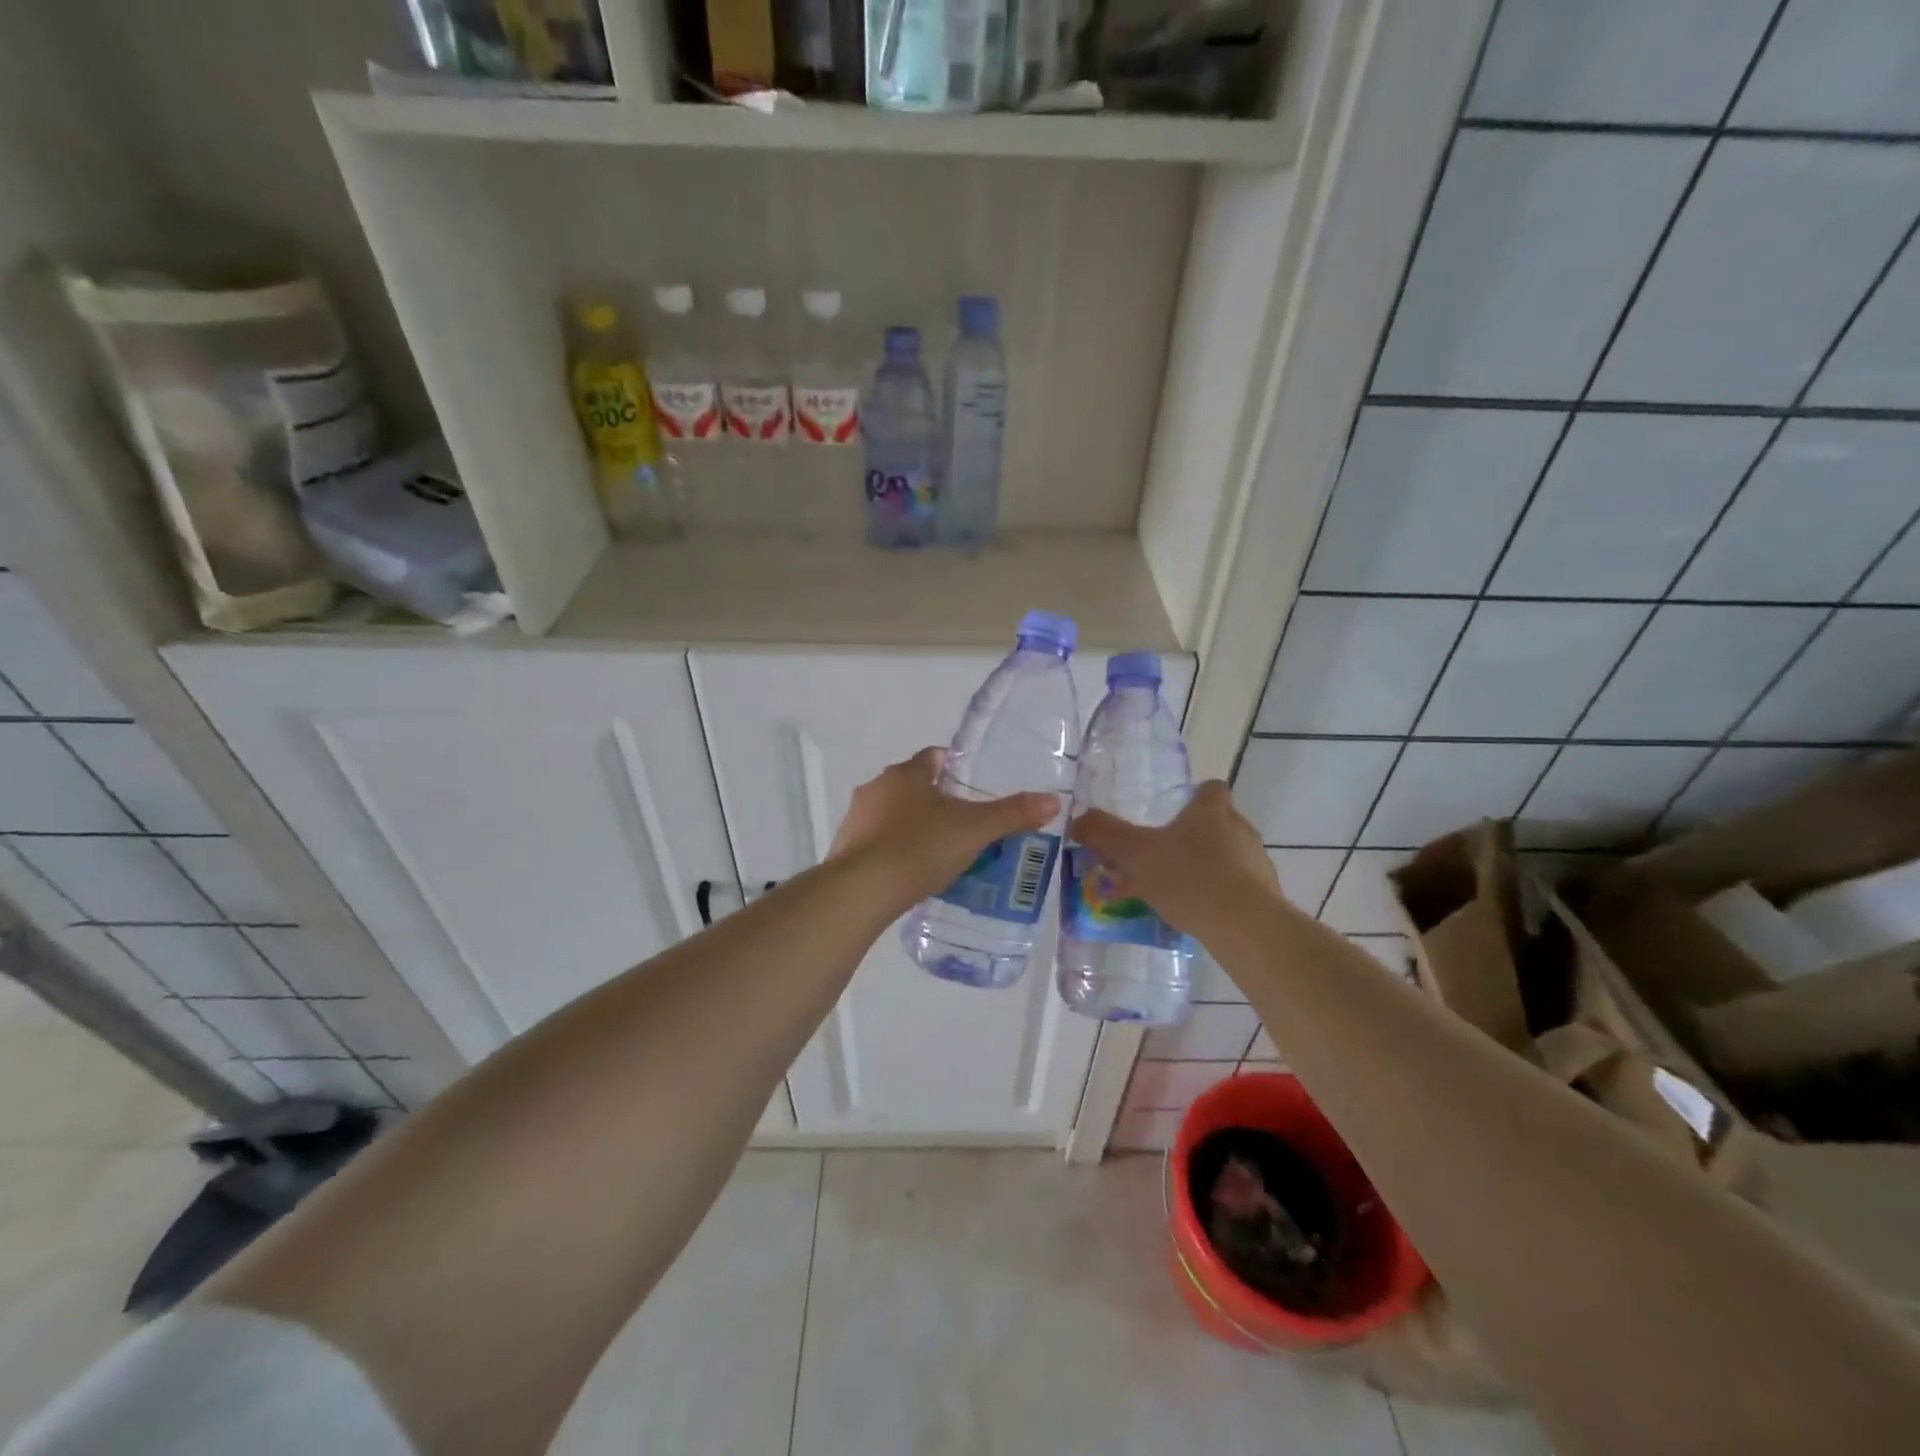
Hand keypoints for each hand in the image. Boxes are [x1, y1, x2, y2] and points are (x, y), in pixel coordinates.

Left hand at [831, 748, 1059, 907]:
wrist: (862, 890)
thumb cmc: (920, 847)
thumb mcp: (974, 830)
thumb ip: (1012, 814)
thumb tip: (1052, 800)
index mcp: (906, 773)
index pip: (934, 757)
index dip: (956, 768)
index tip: (973, 787)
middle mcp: (877, 787)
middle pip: (913, 786)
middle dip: (936, 801)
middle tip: (965, 824)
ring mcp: (857, 818)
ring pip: (893, 814)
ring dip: (913, 826)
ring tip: (940, 852)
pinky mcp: (845, 848)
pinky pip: (877, 841)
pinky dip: (894, 850)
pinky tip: (911, 872)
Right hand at [1070, 782, 1281, 937]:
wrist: (1244, 926)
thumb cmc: (1189, 877)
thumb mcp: (1135, 854)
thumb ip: (1105, 834)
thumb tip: (1078, 819)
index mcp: (1212, 810)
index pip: (1211, 789)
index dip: (1195, 797)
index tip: (1176, 813)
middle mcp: (1240, 829)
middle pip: (1219, 823)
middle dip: (1194, 837)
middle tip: (1163, 856)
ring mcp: (1257, 863)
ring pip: (1228, 857)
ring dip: (1206, 868)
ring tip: (1175, 891)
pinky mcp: (1265, 896)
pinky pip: (1237, 888)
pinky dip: (1218, 896)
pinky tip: (1196, 914)